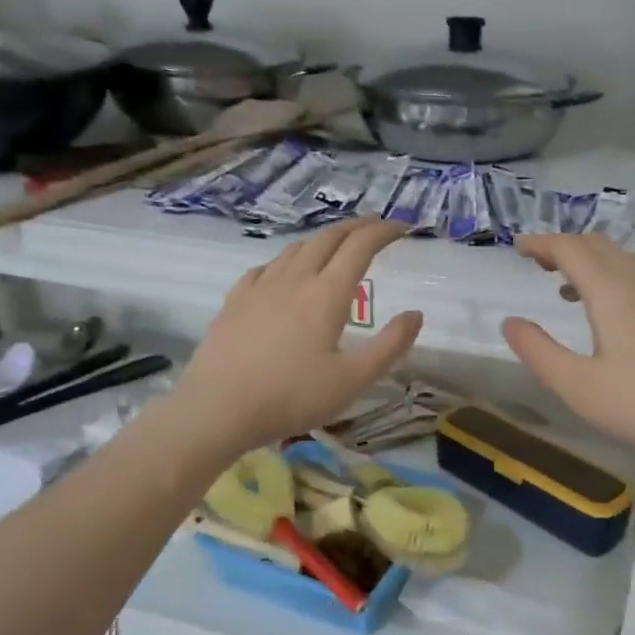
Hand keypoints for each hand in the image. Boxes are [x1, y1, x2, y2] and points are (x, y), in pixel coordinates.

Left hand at [174, 219, 422, 453]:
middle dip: (355, 228)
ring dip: (321, 240)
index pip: (360, 247)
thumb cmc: (291, 397)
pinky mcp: (234, 301)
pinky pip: (264, 268)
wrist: (218, 408)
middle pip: (327, 239)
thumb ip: (390, 346)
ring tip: (334, 246)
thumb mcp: (352, 380)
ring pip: (294, 249)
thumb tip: (416, 314)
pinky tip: (283, 273)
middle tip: (374, 228)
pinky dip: (285, 261)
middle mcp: (294, 280)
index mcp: (326, 295)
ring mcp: (259, 287)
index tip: (402, 227)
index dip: (383, 232)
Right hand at [502, 234, 634, 470]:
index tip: (517, 247)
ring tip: (562, 283)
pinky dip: (609, 276)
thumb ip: (538, 351)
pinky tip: (603, 311)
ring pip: (621, 260)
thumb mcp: (577, 386)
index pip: (572, 250)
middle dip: (564, 245)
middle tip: (536, 261)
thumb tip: (511, 322)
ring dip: (588, 260)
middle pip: (599, 246)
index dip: (542, 243)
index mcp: (612, 294)